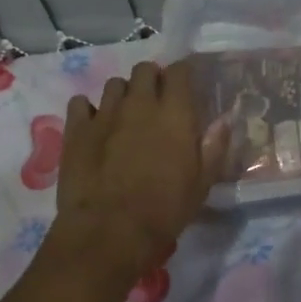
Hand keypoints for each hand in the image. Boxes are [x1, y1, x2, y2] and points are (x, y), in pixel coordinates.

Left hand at [54, 60, 226, 282]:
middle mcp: (140, 104)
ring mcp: (105, 114)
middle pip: (144, 70)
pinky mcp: (76, 129)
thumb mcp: (201, 184)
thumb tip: (224, 120)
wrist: (109, 231)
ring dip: (122, 94)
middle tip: (155, 102)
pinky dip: (87, 110)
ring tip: (124, 115)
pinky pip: (80, 103)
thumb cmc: (164, 211)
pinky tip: (92, 126)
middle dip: (151, 79)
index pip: (179, 71)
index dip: (182, 75)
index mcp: (174, 114)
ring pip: (114, 83)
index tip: (184, 89)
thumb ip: (214, 147)